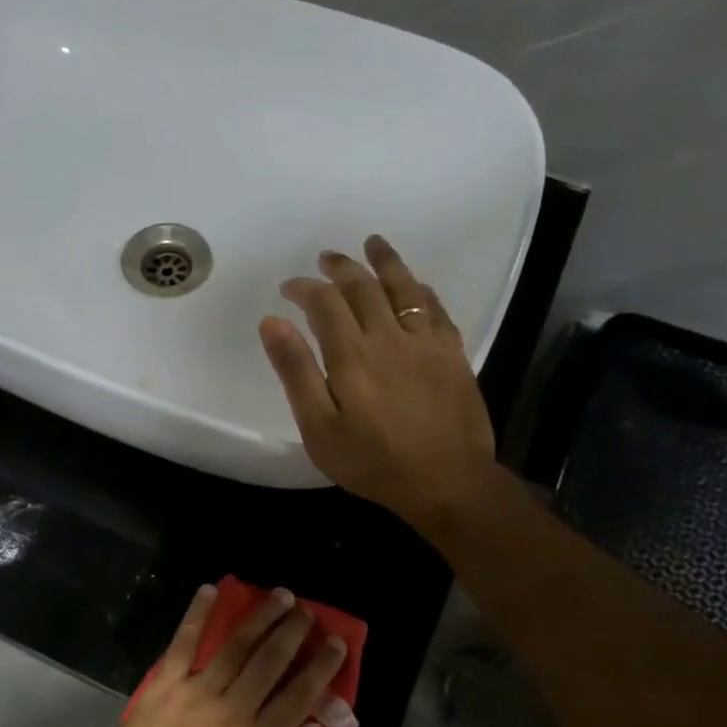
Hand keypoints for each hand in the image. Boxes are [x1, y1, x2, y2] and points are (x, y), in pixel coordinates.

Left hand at [91, 585, 344, 726]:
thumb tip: (313, 724)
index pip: (299, 695)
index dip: (321, 667)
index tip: (336, 643)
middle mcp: (233, 708)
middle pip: (270, 661)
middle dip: (293, 632)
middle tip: (308, 611)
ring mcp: (196, 691)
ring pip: (235, 646)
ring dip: (260, 617)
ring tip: (280, 596)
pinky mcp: (164, 683)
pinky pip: (183, 642)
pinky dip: (197, 614)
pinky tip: (211, 590)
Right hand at [260, 236, 499, 536]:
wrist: (446, 482)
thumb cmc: (372, 462)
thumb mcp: (319, 428)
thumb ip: (296, 372)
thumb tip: (273, 322)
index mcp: (352, 355)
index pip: (324, 303)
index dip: (305, 288)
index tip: (289, 287)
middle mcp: (389, 337)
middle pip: (363, 287)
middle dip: (341, 268)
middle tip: (326, 258)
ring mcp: (426, 343)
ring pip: (404, 288)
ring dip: (385, 262)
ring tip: (373, 244)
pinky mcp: (453, 355)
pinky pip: (436, 309)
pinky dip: (422, 291)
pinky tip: (416, 286)